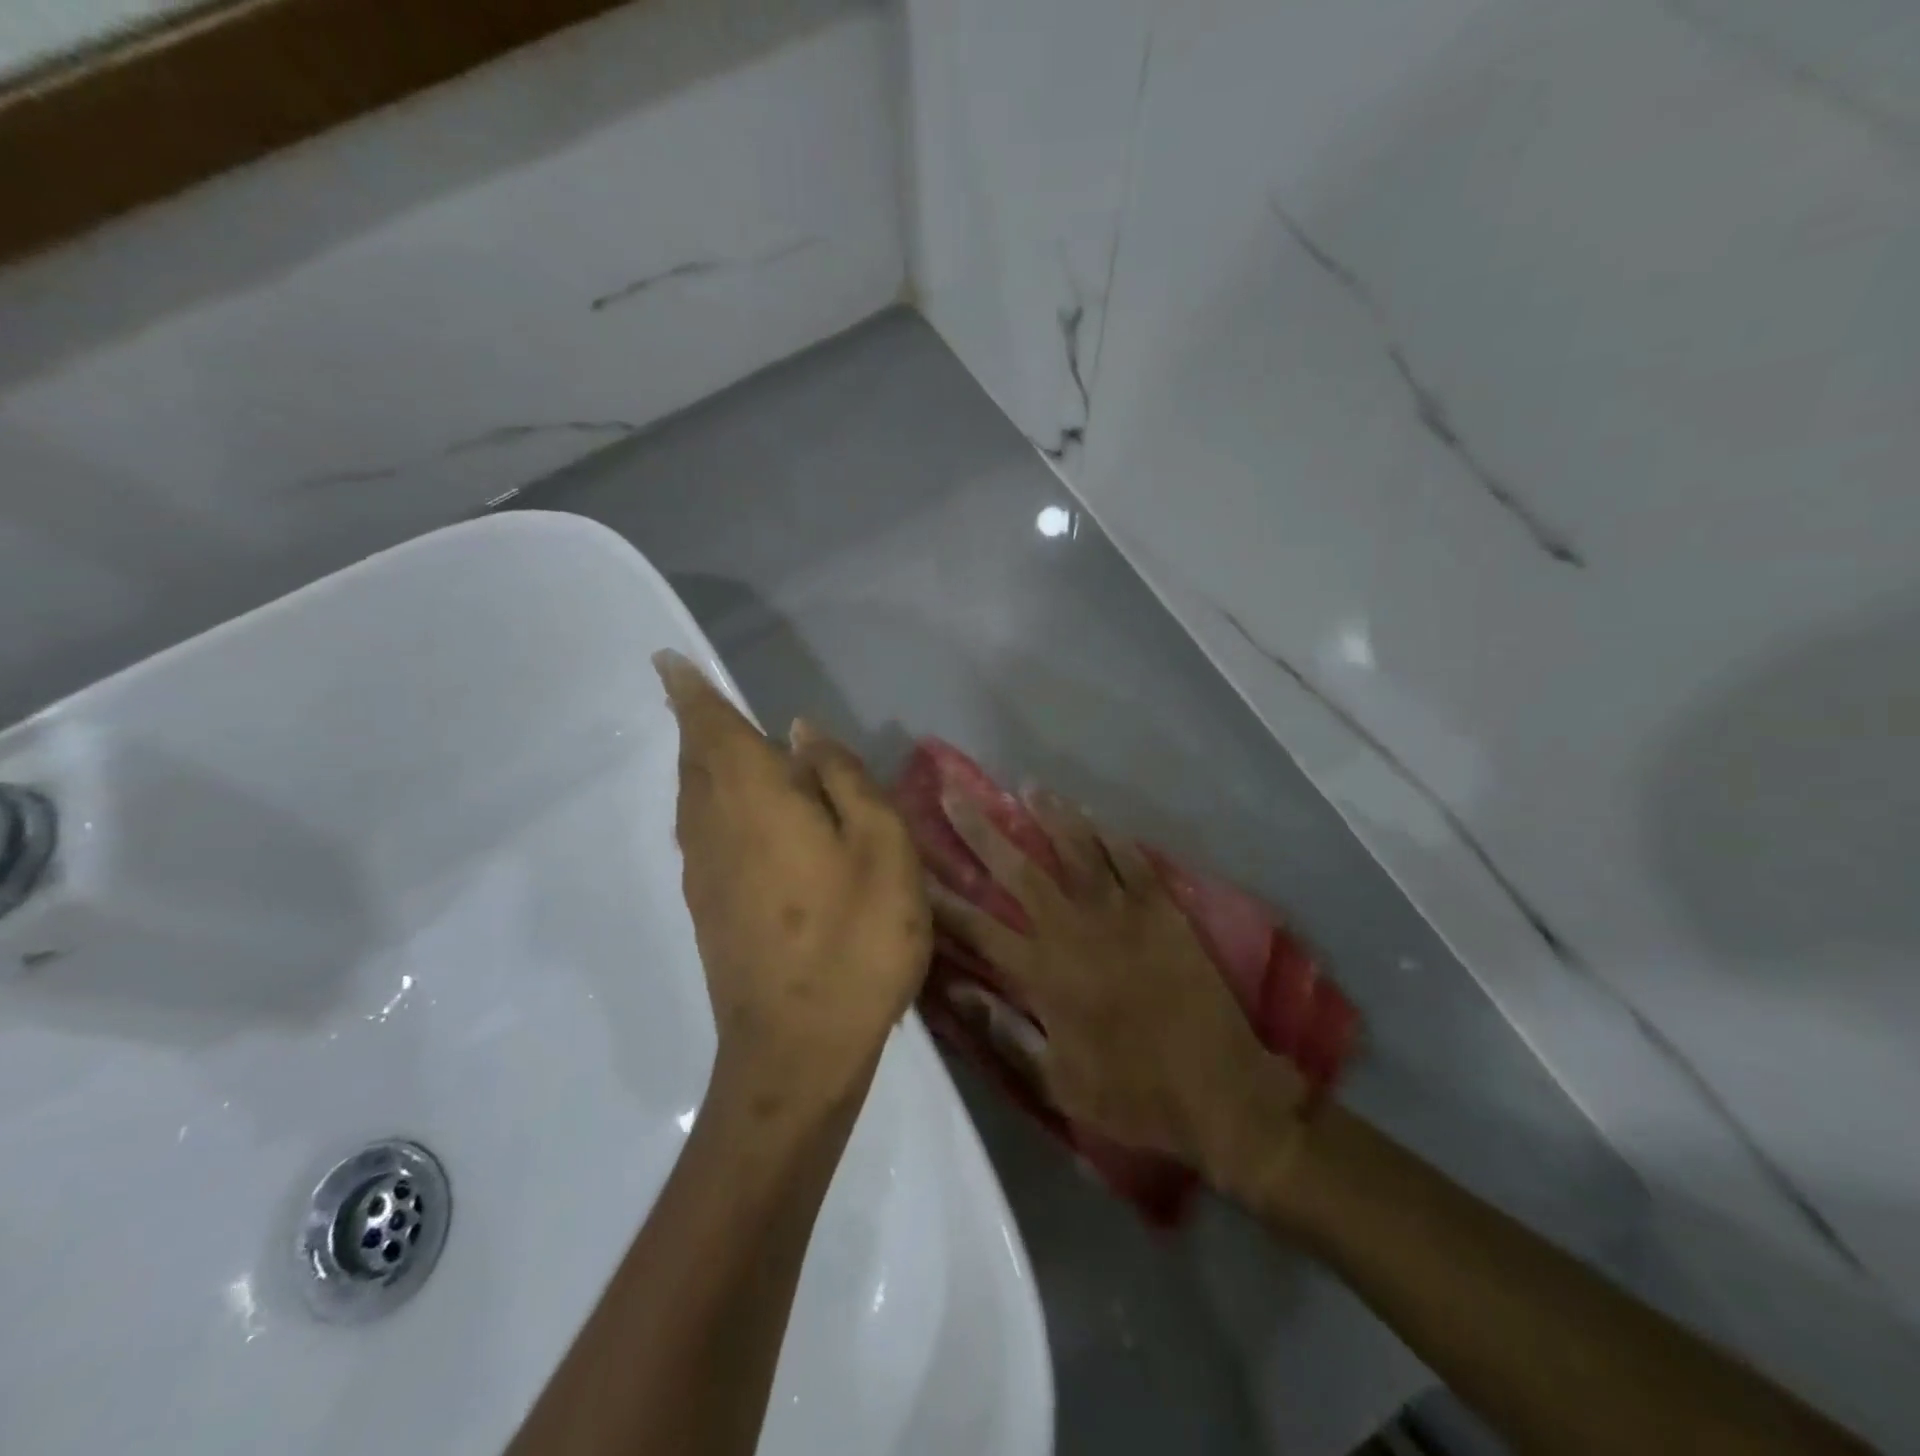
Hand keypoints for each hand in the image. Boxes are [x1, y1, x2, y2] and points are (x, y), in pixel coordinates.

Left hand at [655, 651, 931, 1108]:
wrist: (797, 1051)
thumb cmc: (854, 939)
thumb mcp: (881, 847)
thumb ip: (843, 780)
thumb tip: (801, 733)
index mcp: (755, 800)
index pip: (712, 729)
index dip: (691, 693)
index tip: (667, 662)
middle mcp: (715, 828)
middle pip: (695, 761)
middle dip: (695, 724)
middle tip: (697, 697)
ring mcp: (704, 874)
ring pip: (692, 799)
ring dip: (700, 764)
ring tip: (716, 744)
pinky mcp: (708, 910)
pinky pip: (701, 833)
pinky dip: (709, 804)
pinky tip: (735, 815)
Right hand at [930, 789, 1305, 1197]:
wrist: (1221, 1091)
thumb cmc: (1133, 1094)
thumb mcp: (1057, 1083)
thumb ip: (1004, 1034)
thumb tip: (959, 992)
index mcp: (1043, 972)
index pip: (977, 926)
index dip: (940, 897)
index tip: (912, 866)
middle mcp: (1074, 929)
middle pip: (1018, 869)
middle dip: (981, 830)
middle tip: (954, 792)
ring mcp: (1121, 912)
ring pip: (1076, 849)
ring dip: (1049, 815)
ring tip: (1027, 786)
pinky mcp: (1161, 908)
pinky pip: (1130, 859)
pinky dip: (1109, 835)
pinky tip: (1093, 816)